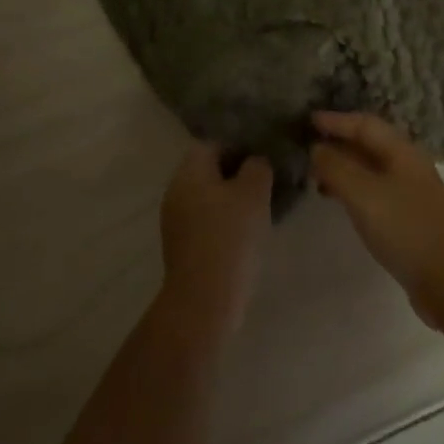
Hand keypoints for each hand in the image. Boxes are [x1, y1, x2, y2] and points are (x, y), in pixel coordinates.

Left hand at [158, 144, 272, 339]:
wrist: (205, 300)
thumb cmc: (230, 236)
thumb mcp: (254, 192)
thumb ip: (257, 166)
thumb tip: (255, 162)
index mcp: (188, 172)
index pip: (213, 143)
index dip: (240, 145)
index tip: (264, 156)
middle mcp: (176, 191)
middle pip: (209, 170)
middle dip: (238, 173)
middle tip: (267, 180)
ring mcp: (176, 220)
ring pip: (209, 196)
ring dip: (233, 198)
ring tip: (262, 206)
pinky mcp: (183, 246)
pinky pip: (207, 220)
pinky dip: (225, 220)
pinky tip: (247, 232)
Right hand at [311, 112, 443, 327]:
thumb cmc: (405, 227)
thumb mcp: (363, 193)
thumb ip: (337, 167)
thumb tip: (317, 148)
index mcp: (402, 150)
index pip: (365, 124)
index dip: (336, 120)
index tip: (308, 119)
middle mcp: (409, 164)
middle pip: (370, 144)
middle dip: (339, 142)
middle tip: (308, 148)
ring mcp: (411, 191)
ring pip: (371, 168)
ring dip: (344, 168)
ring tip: (316, 177)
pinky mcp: (409, 216)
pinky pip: (375, 190)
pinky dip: (354, 189)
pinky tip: (340, 202)